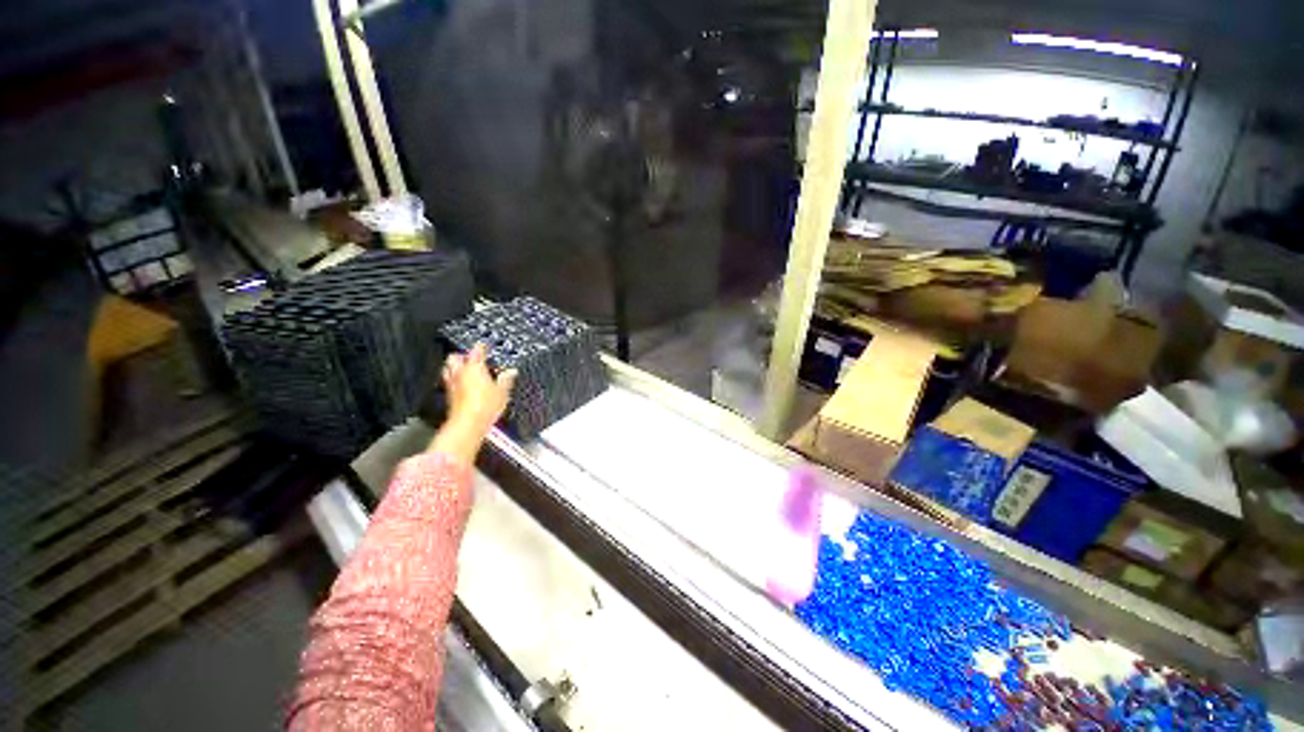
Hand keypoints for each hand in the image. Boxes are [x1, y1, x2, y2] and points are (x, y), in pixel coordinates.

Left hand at [442, 343, 516, 435]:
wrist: (468, 424)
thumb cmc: (484, 406)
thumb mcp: (503, 391)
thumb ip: (506, 379)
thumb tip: (511, 372)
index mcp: (474, 367)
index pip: (477, 350)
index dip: (481, 346)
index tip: (484, 345)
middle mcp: (460, 373)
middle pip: (455, 357)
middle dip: (462, 355)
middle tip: (471, 357)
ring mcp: (452, 384)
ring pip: (448, 369)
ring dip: (455, 367)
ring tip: (464, 370)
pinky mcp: (449, 396)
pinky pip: (448, 382)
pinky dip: (454, 381)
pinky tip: (462, 386)